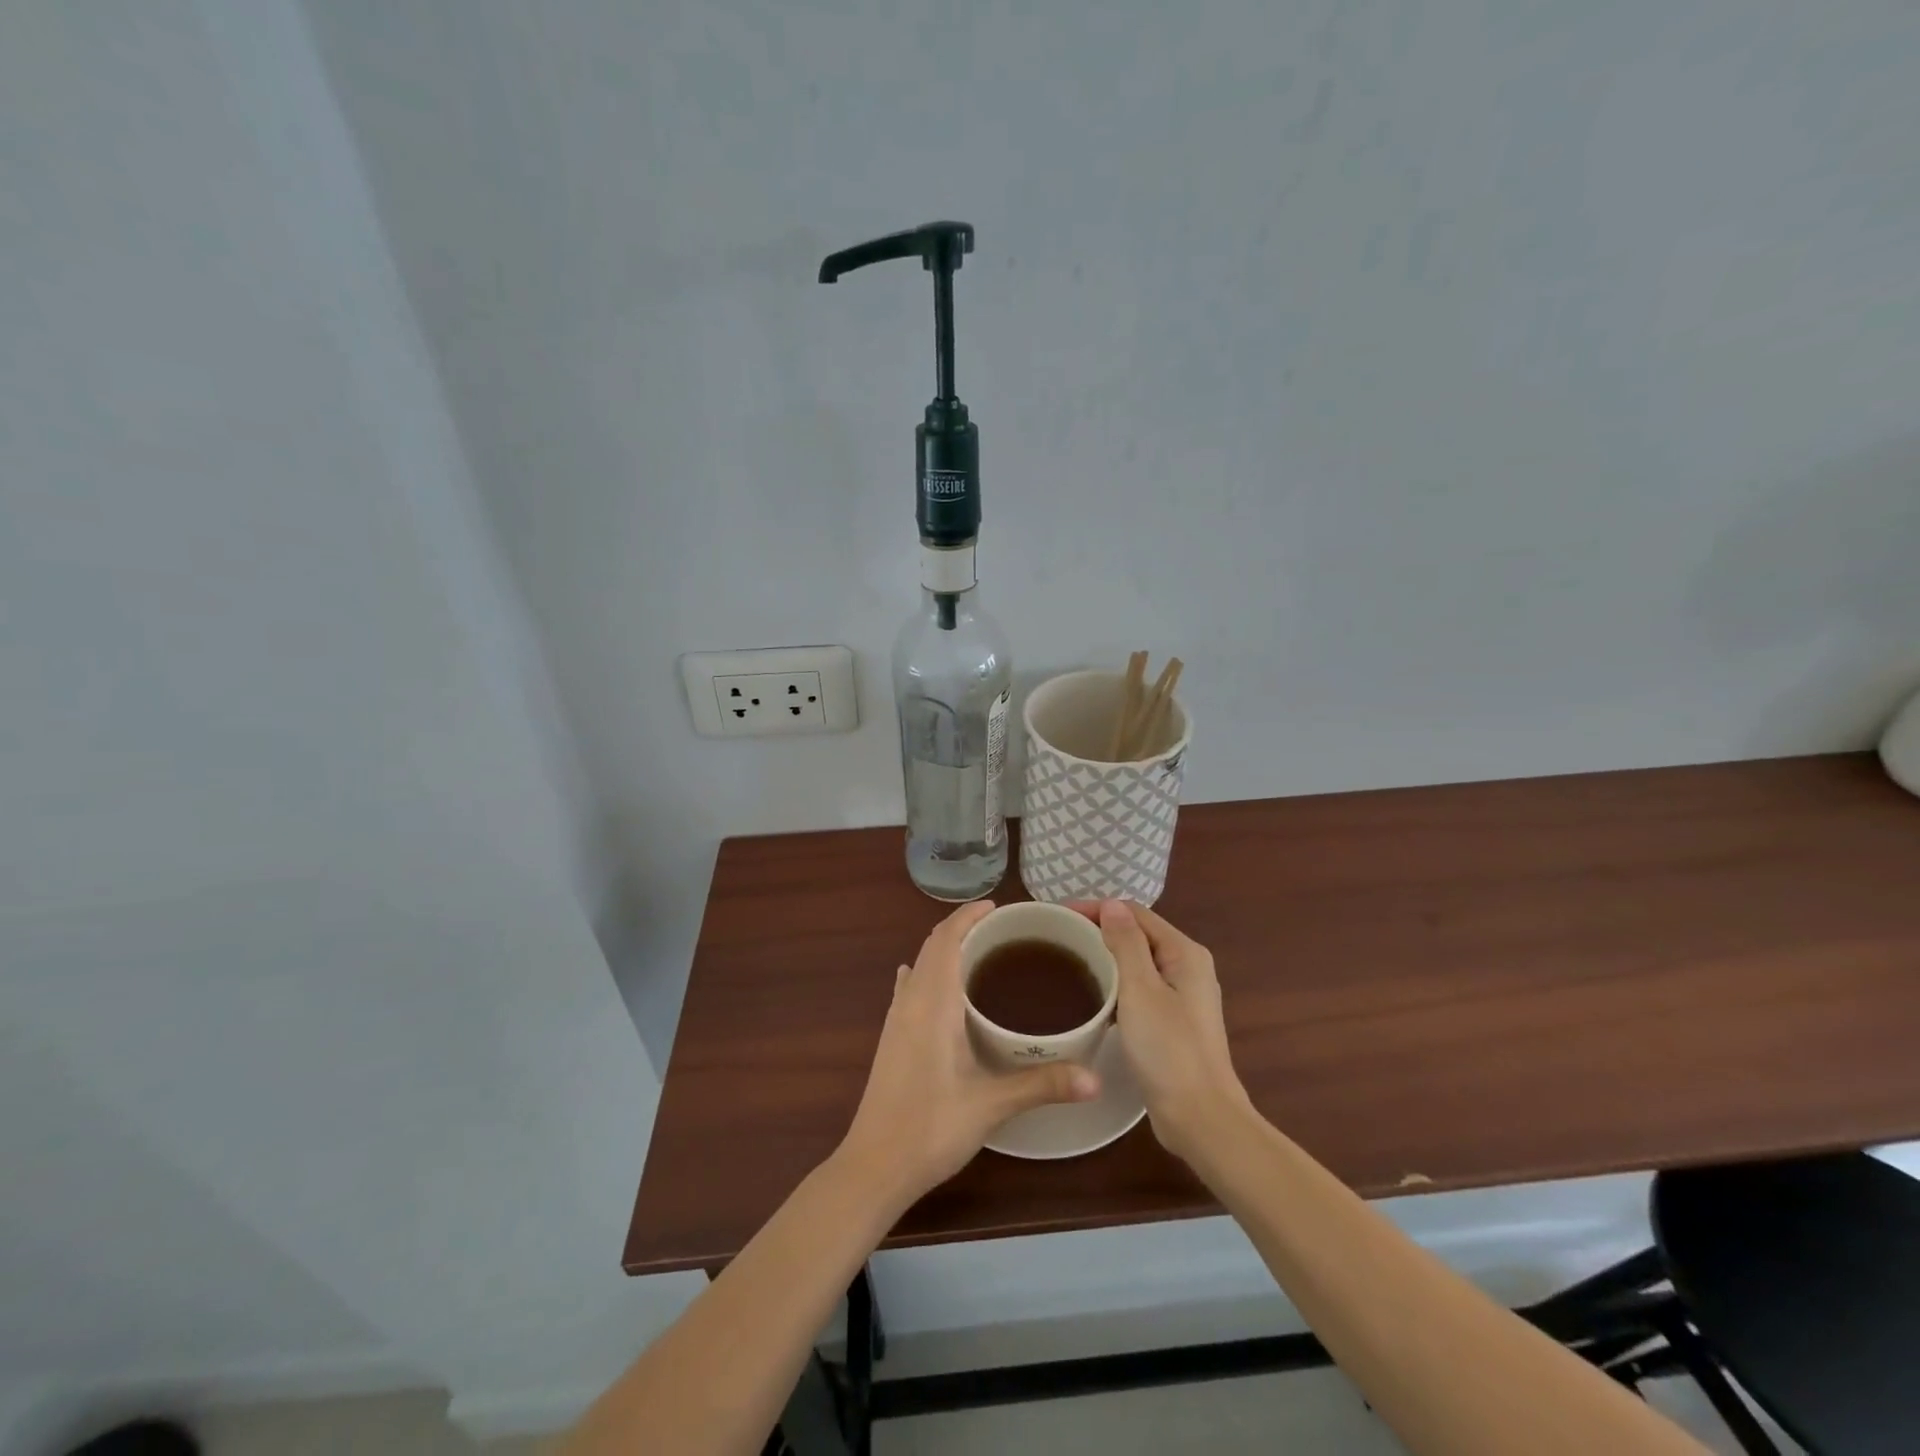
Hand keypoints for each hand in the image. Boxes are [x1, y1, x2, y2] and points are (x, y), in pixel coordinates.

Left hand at [838, 901, 1099, 1209]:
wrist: (874, 1166)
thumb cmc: (931, 1127)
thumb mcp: (991, 1105)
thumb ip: (1042, 1085)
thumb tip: (1095, 1078)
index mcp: (932, 1003)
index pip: (946, 939)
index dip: (968, 916)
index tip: (997, 907)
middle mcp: (910, 1001)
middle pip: (932, 946)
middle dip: (961, 929)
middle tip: (1001, 930)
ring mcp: (895, 1019)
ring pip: (919, 965)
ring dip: (944, 950)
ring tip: (979, 953)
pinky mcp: (890, 1038)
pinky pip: (909, 988)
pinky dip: (927, 973)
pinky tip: (935, 985)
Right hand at [1082, 900, 1249, 1164]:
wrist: (1200, 1118)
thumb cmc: (1169, 1050)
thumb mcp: (1141, 990)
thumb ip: (1126, 943)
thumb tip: (1111, 904)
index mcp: (1184, 953)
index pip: (1135, 914)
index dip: (1097, 909)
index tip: (1058, 916)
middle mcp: (1187, 967)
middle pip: (1137, 935)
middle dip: (1099, 931)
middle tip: (1058, 938)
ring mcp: (1182, 996)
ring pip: (1136, 963)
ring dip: (1105, 958)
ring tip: (1068, 963)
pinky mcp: (1172, 1022)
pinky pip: (1138, 989)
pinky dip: (1115, 985)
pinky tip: (1091, 997)